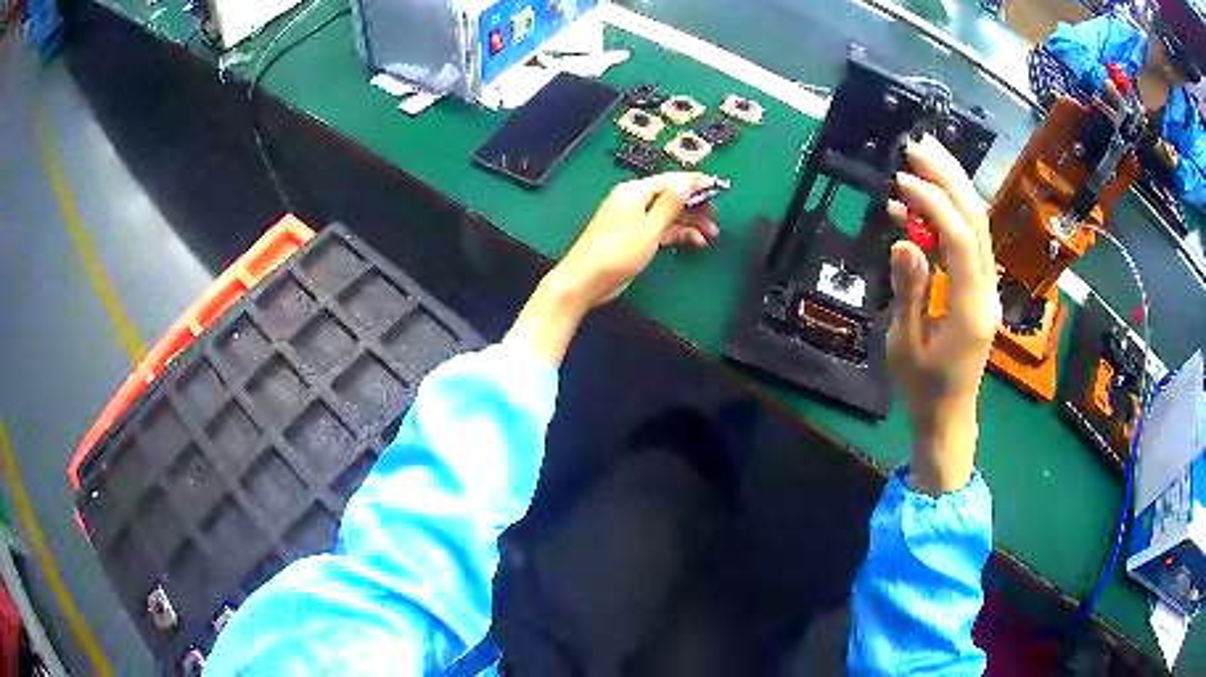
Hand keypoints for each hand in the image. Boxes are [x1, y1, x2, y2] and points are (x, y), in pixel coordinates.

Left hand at [503, 173, 719, 365]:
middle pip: (670, 197)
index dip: (695, 183)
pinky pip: (660, 229)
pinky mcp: (633, 237)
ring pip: (667, 215)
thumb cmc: (617, 252)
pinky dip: (676, 234)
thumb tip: (687, 181)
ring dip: (689, 223)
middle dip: (695, 206)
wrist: (585, 281)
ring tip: (711, 235)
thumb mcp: (650, 227)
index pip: (671, 180)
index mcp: (635, 192)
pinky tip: (694, 242)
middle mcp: (634, 201)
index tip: (718, 188)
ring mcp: (633, 219)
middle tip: (717, 218)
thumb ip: (670, 204)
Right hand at [886, 135, 1001, 495]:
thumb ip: (909, 290)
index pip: (961, 240)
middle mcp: (987, 291)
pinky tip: (918, 204)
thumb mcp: (906, 343)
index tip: (902, 182)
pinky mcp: (980, 287)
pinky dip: (946, 215)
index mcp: (970, 309)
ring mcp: (988, 288)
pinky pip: (967, 242)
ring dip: (952, 186)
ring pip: (977, 225)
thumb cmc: (923, 387)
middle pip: (977, 221)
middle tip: (919, 146)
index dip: (934, 204)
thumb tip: (905, 239)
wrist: (949, 414)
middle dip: (949, 178)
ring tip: (923, 156)